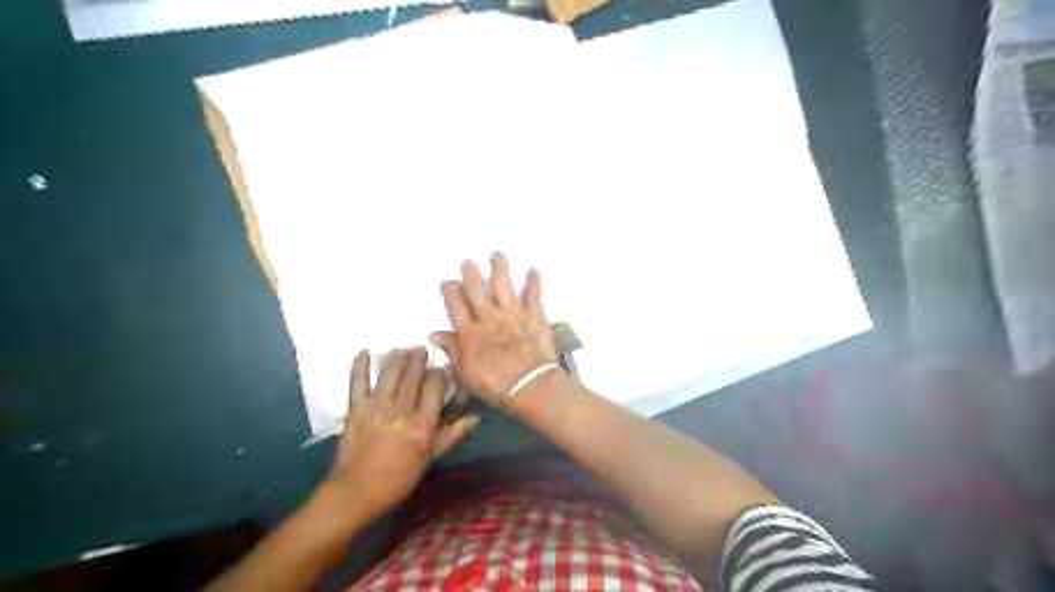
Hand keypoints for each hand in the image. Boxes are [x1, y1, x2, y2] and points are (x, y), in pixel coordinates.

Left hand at [327, 348, 477, 522]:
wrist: (357, 491)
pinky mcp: (356, 409)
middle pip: (413, 375)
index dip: (439, 373)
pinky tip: (364, 352)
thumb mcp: (430, 458)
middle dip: (418, 358)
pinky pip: (358, 382)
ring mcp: (377, 406)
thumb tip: (475, 418)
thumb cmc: (398, 478)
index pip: (435, 386)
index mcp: (423, 422)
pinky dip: (360, 366)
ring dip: (396, 357)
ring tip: (401, 349)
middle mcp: (402, 409)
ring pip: (390, 373)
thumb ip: (452, 434)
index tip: (440, 370)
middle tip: (420, 348)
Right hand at [429, 252, 558, 409]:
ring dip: (500, 269)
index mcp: (470, 333)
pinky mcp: (534, 316)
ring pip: (504, 286)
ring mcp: (512, 314)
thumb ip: (452, 350)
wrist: (530, 386)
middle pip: (477, 291)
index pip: (456, 307)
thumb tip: (434, 334)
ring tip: (497, 254)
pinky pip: (533, 295)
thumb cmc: (495, 385)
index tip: (447, 281)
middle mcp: (489, 318)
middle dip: (471, 275)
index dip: (450, 293)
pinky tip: (534, 269)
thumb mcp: (465, 373)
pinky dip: (534, 282)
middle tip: (467, 261)